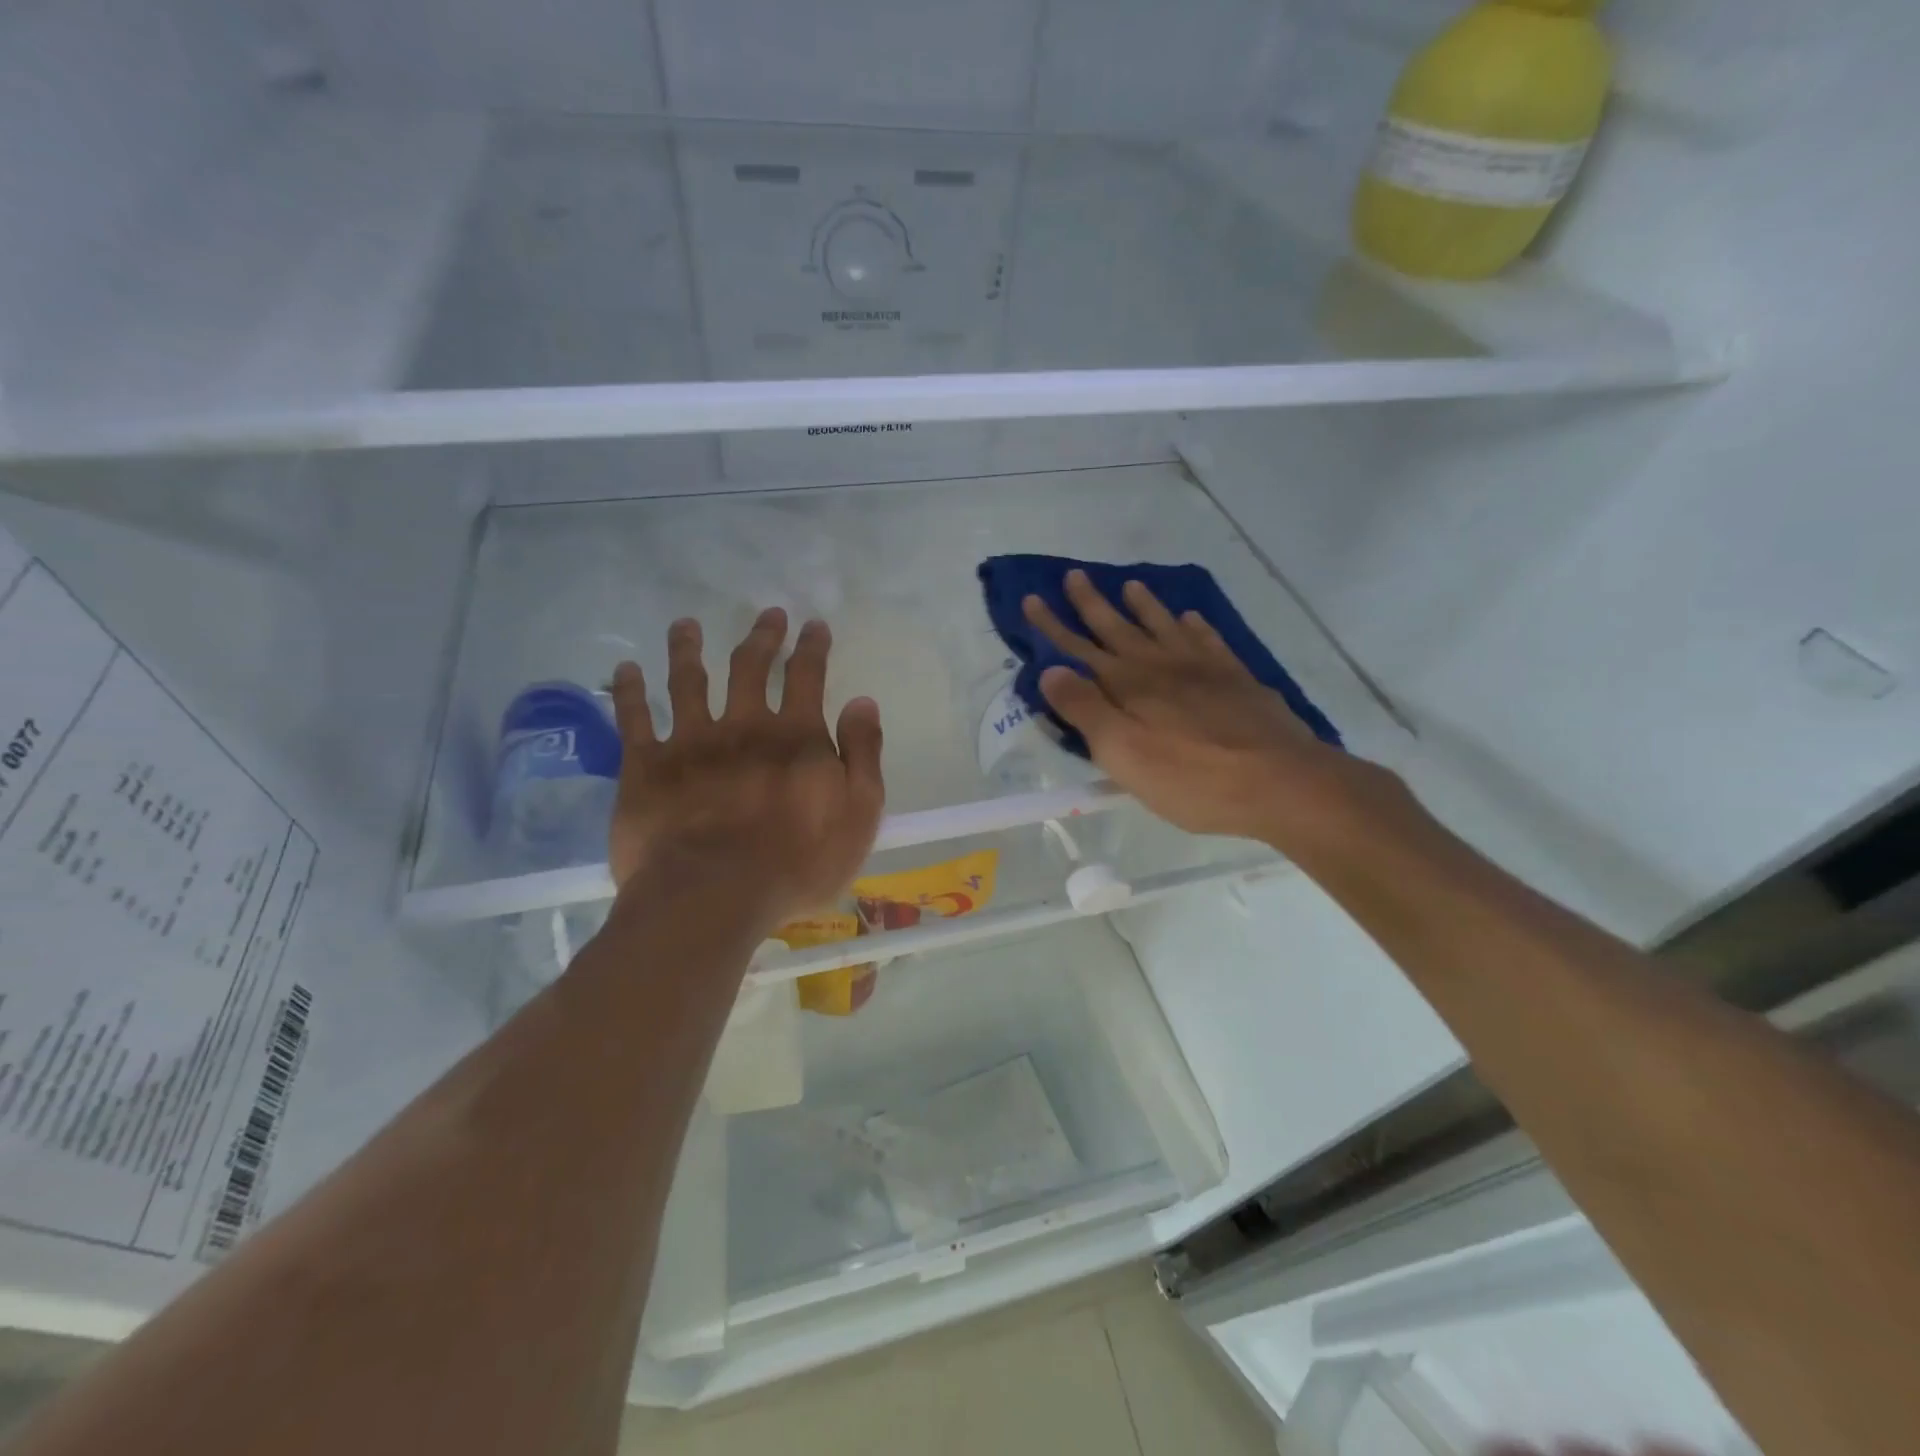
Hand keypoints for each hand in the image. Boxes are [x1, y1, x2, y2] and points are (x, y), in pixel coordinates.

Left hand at [606, 609, 884, 933]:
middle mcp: (742, 725)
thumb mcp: (858, 815)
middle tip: (767, 615)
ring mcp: (690, 742)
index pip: (806, 676)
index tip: (813, 625)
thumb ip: (863, 756)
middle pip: (749, 667)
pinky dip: (629, 690)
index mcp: (795, 736)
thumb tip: (862, 702)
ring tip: (687, 625)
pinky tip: (625, 668)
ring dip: (688, 647)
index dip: (812, 646)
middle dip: (761, 636)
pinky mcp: (645, 766)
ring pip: (687, 680)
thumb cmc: (796, 864)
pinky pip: (632, 718)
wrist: (713, 897)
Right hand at [1022, 571, 1400, 848]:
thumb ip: (1085, 710)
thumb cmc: (1191, 777)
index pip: (1079, 649)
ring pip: (1164, 626)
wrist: (1279, 781)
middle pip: (1119, 628)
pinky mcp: (1236, 679)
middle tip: (1074, 575)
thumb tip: (1051, 670)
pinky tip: (1192, 617)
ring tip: (1130, 584)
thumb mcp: (1123, 753)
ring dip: (1144, 606)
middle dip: (1092, 603)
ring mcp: (1202, 668)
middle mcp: (1161, 666)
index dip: (1053, 626)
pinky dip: (1196, 626)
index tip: (1032, 598)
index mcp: (1128, 685)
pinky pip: (1209, 640)